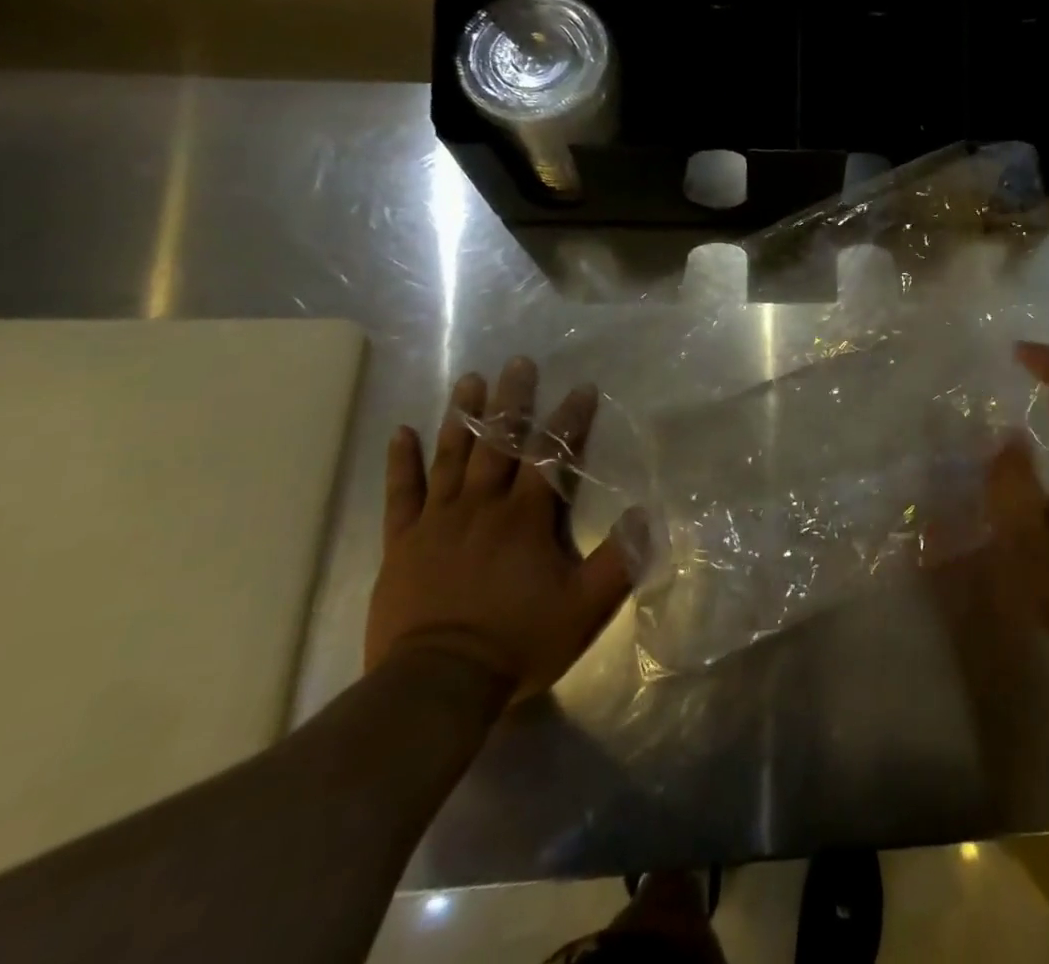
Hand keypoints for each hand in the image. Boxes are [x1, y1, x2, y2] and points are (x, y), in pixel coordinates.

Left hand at [366, 358, 634, 701]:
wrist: (435, 686)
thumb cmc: (516, 642)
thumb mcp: (583, 607)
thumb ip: (618, 560)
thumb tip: (648, 515)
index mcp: (525, 518)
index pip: (551, 456)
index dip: (569, 419)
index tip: (582, 388)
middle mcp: (482, 507)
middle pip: (499, 443)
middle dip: (512, 400)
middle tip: (517, 362)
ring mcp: (437, 522)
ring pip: (451, 457)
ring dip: (463, 417)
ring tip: (469, 380)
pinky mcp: (403, 543)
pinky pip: (401, 494)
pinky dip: (401, 462)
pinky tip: (401, 432)